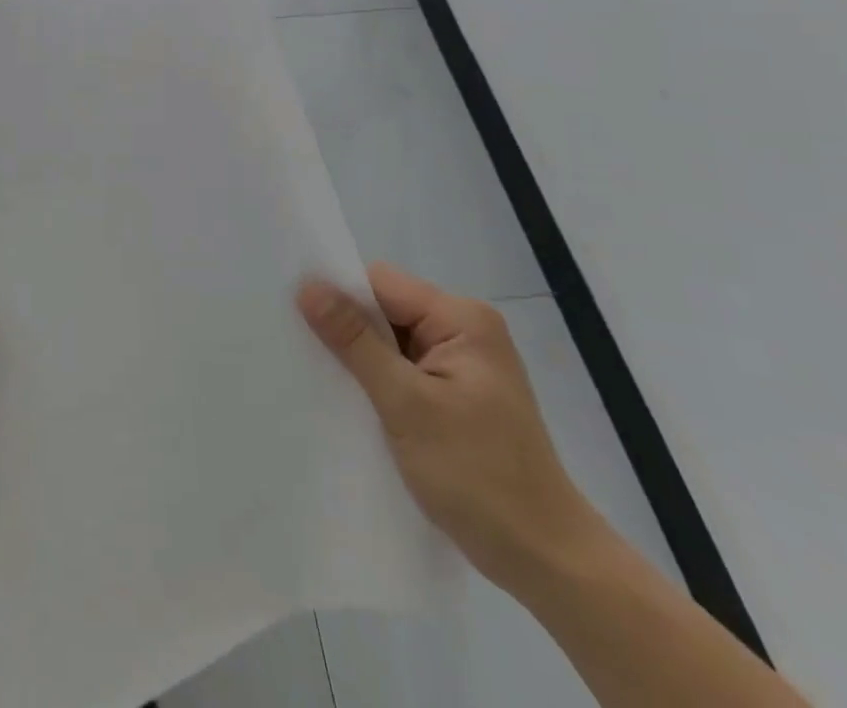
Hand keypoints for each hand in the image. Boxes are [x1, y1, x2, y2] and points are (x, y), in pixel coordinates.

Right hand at [298, 265, 599, 592]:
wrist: (548, 563)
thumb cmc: (479, 476)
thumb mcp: (407, 404)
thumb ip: (355, 341)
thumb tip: (307, 286)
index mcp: (462, 319)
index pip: (381, 284)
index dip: (340, 297)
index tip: (298, 319)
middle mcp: (465, 330)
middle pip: (385, 309)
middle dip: (348, 331)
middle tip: (305, 354)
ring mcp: (463, 364)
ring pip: (391, 341)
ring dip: (361, 361)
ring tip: (324, 381)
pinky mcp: (457, 395)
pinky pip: (404, 369)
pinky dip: (379, 383)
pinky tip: (355, 403)